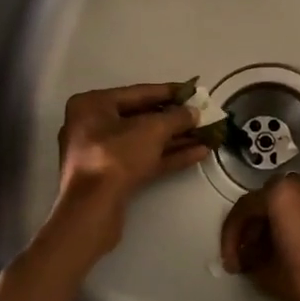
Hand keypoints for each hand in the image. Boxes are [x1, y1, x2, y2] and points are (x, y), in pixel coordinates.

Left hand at [52, 83, 209, 252]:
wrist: (92, 208)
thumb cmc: (116, 156)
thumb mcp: (151, 130)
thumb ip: (176, 117)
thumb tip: (194, 112)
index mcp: (93, 105)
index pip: (138, 93)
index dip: (170, 92)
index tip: (194, 91)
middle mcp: (92, 125)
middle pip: (141, 118)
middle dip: (175, 120)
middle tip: (203, 116)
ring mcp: (100, 153)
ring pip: (144, 141)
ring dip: (176, 139)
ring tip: (207, 136)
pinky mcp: (111, 177)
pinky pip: (142, 159)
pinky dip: (167, 156)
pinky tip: (197, 153)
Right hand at [219, 175, 299, 300]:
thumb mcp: (268, 275)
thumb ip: (250, 259)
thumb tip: (249, 257)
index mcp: (283, 193)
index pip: (245, 208)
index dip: (232, 236)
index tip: (231, 263)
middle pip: (271, 200)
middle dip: (256, 227)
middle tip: (250, 254)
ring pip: (296, 204)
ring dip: (281, 224)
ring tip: (276, 253)